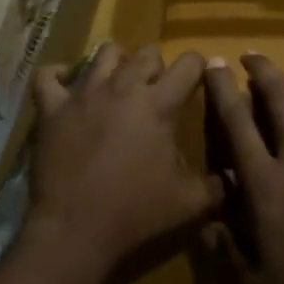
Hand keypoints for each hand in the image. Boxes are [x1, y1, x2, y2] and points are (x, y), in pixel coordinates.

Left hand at [26, 43, 224, 283]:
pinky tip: (65, 82)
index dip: (198, 68)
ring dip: (117, 62)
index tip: (198, 80)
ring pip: (104, 53)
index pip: (189, 64)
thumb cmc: (137, 214)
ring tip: (118, 82)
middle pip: (146, 53)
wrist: (76, 230)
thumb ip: (218, 185)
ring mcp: (83, 94)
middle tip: (157, 90)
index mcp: (159, 104)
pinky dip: (57, 74)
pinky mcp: (52, 109)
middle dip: (157, 66)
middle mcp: (122, 87)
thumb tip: (234, 175)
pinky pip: (48, 76)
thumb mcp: (191, 203)